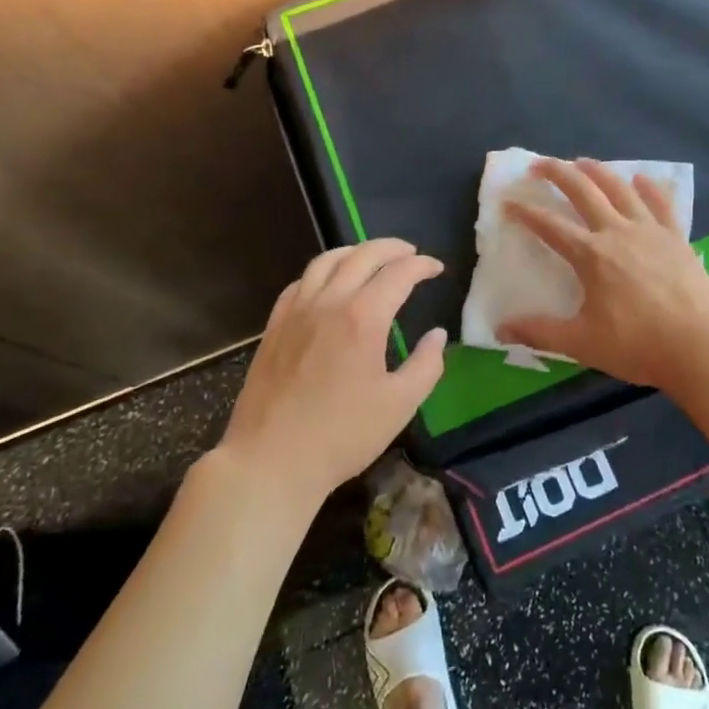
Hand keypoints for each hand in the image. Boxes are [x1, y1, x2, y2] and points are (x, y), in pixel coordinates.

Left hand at [219, 239, 447, 508]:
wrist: (271, 460)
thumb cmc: (342, 435)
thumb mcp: (399, 405)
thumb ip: (426, 365)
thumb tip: (437, 335)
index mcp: (363, 318)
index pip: (398, 273)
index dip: (422, 265)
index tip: (437, 268)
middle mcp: (329, 302)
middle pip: (362, 255)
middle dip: (392, 248)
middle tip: (410, 253)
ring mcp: (296, 312)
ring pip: (326, 261)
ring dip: (354, 251)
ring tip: (371, 257)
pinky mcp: (274, 327)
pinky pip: (299, 283)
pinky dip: (321, 272)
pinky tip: (328, 284)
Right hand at [500, 159, 708, 396]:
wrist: (699, 345)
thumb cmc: (637, 345)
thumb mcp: (581, 343)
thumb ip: (539, 332)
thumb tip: (501, 329)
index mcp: (590, 255)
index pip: (549, 226)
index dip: (525, 213)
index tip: (508, 202)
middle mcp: (617, 232)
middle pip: (583, 191)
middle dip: (558, 174)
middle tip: (540, 164)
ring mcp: (650, 230)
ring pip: (620, 188)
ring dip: (598, 171)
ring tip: (582, 161)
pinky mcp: (676, 237)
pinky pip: (661, 203)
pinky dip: (649, 187)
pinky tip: (641, 179)